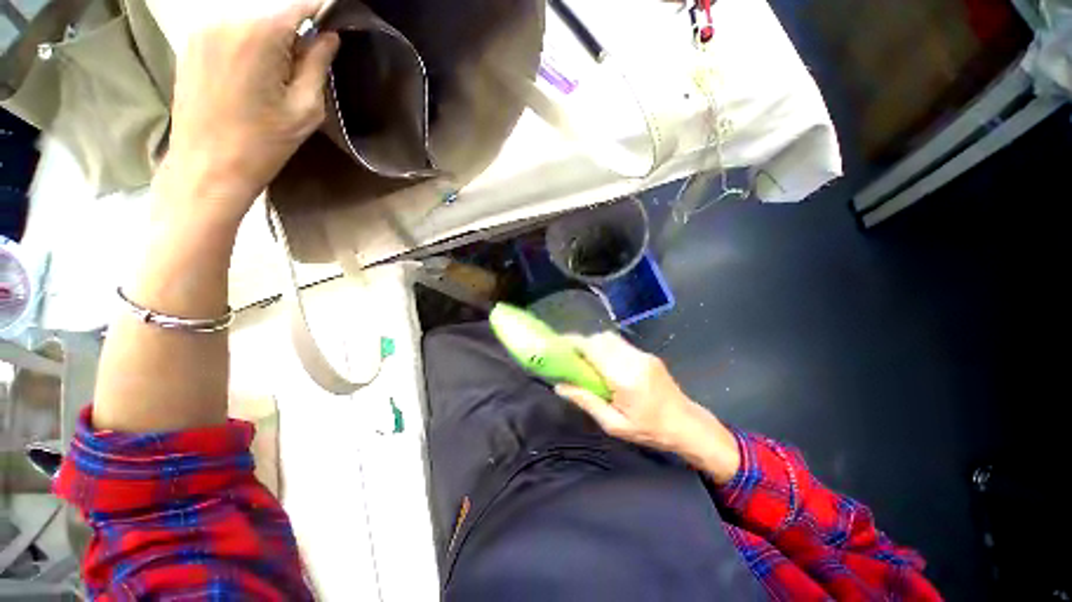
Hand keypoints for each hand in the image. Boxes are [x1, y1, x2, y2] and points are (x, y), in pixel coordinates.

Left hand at [160, 0, 339, 225]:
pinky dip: (250, 42)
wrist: (206, 168)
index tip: (335, 25)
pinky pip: (231, 29)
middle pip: (274, 10)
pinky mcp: (191, 42)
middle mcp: (225, 17)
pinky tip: (252, 75)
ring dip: (272, 38)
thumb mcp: (305, 110)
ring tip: (276, 76)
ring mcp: (202, 27)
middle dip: (296, 32)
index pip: (300, 5)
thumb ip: (317, 65)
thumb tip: (328, 36)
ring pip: (252, 19)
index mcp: (257, 33)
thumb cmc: (263, 144)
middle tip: (305, 66)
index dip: (322, 13)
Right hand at [556, 332, 740, 483]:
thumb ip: (586, 401)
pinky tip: (606, 365)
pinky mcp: (648, 356)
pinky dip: (607, 348)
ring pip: (610, 338)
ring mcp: (642, 355)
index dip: (574, 342)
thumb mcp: (614, 424)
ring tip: (587, 362)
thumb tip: (560, 386)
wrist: (688, 425)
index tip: (559, 346)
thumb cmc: (650, 430)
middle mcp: (633, 360)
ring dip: (595, 344)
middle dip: (583, 343)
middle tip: (572, 357)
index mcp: (624, 378)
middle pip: (600, 338)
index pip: (593, 348)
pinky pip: (621, 345)